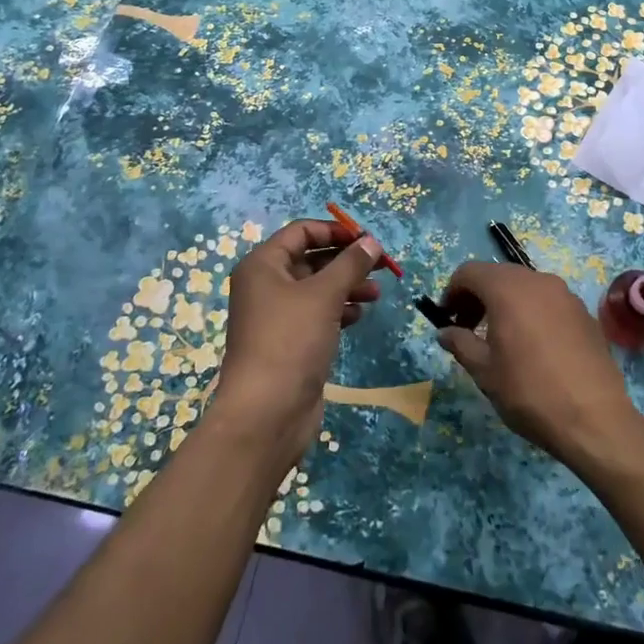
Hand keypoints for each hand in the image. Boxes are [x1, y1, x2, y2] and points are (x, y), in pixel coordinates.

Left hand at [206, 219, 381, 464]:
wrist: (266, 413)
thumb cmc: (290, 341)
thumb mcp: (324, 294)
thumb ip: (350, 264)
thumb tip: (371, 241)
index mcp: (263, 265)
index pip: (301, 232)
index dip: (335, 230)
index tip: (367, 239)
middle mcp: (265, 286)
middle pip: (311, 259)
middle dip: (346, 261)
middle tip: (380, 266)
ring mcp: (276, 316)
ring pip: (317, 289)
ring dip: (347, 286)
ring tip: (377, 293)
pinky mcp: (289, 343)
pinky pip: (317, 315)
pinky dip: (338, 310)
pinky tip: (359, 315)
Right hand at [435, 262, 642, 470]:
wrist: (594, 418)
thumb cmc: (529, 392)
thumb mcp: (485, 371)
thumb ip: (461, 344)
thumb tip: (445, 332)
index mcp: (507, 289)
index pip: (469, 272)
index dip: (452, 291)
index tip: (447, 317)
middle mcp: (537, 280)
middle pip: (498, 275)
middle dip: (478, 296)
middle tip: (468, 328)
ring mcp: (565, 294)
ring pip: (525, 286)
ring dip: (505, 302)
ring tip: (500, 337)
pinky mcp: (584, 312)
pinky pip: (548, 301)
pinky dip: (531, 311)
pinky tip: (533, 345)